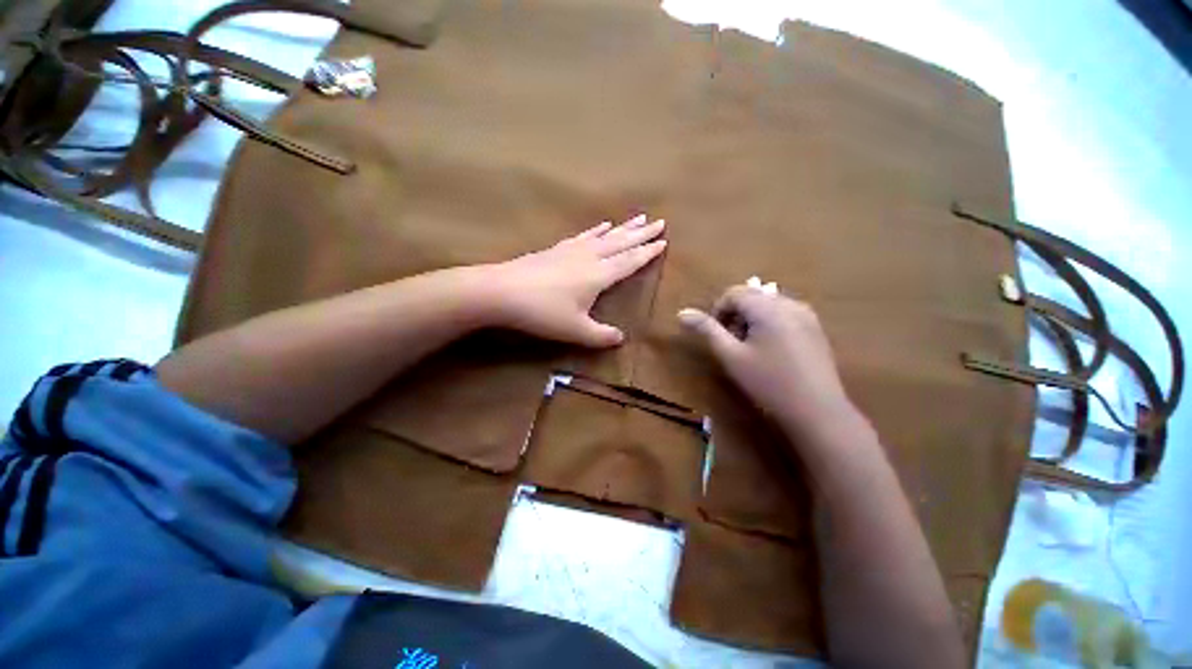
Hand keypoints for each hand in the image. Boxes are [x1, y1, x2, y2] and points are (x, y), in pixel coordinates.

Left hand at [484, 215, 666, 346]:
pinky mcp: (555, 249)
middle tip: (659, 221)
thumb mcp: (575, 330)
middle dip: (641, 233)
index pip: (630, 261)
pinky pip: (583, 236)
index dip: (648, 252)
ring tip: (637, 218)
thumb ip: (600, 336)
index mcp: (600, 275)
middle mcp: (589, 257)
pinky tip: (600, 226)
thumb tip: (621, 338)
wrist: (502, 291)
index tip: (664, 241)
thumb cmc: (542, 312)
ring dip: (622, 228)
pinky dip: (595, 230)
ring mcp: (571, 250)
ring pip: (604, 236)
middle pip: (621, 243)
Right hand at [678, 286, 857, 435]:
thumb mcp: (733, 359)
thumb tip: (682, 312)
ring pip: (773, 307)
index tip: (716, 337)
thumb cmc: (770, 384)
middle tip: (733, 347)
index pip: (734, 293)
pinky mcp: (817, 329)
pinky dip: (776, 327)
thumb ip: (708, 332)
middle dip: (739, 315)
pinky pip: (789, 317)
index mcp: (766, 306)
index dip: (719, 311)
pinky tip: (777, 357)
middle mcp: (788, 302)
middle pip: (755, 296)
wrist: (816, 408)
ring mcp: (807, 314)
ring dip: (757, 321)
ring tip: (755, 353)